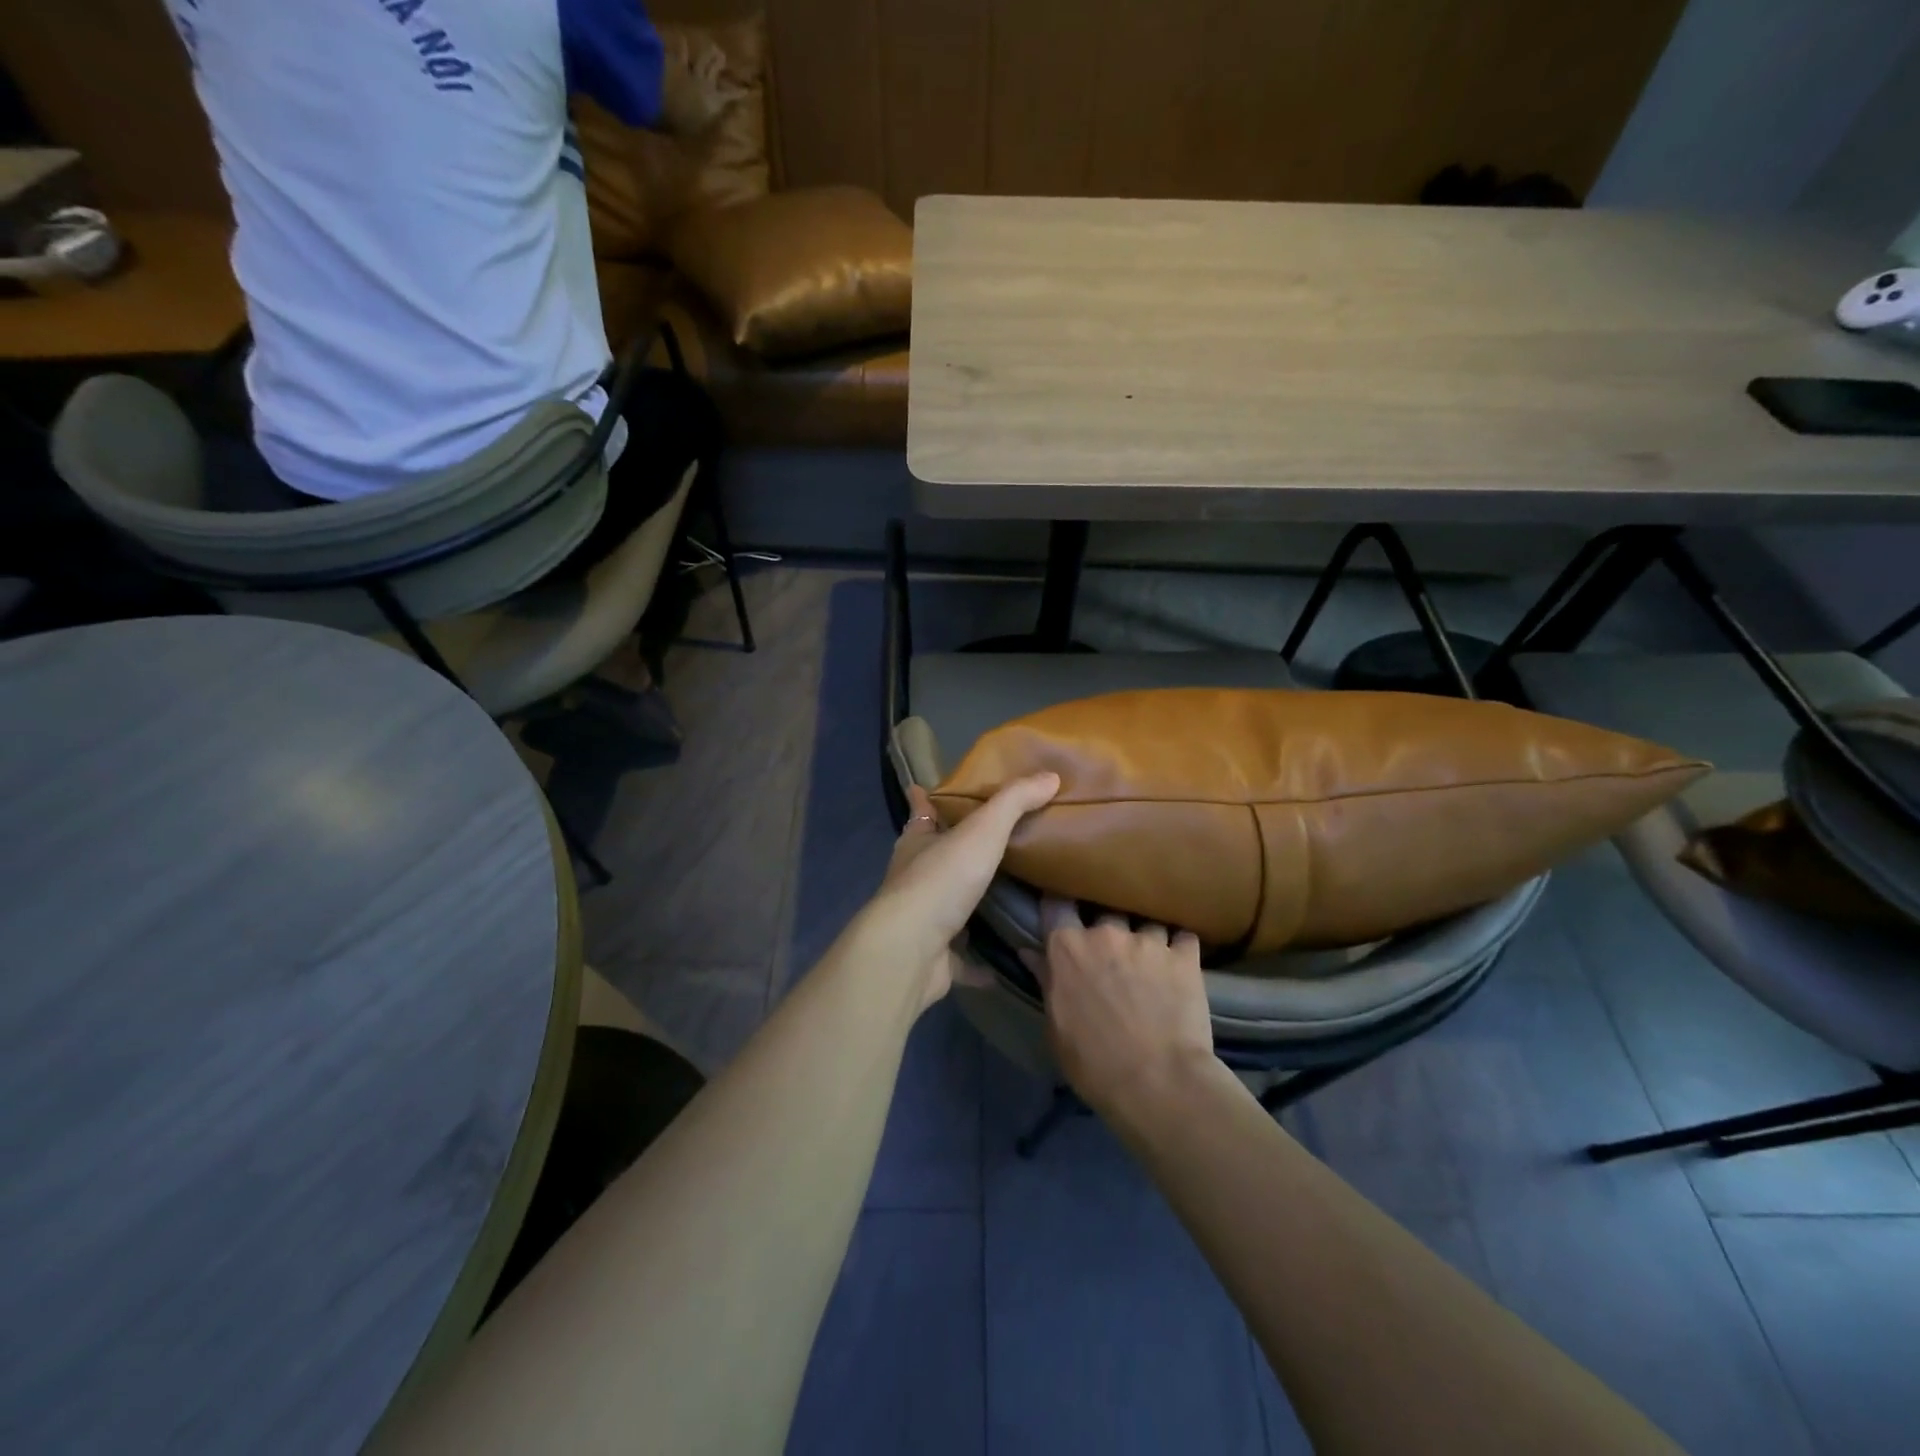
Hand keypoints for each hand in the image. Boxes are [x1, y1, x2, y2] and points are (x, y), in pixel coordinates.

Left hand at [657, 43, 732, 138]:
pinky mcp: (674, 64)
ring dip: (707, 52)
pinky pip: (679, 54)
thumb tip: (734, 135)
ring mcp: (690, 72)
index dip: (738, 94)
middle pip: (714, 70)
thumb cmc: (685, 125)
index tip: (746, 91)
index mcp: (714, 102)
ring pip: (701, 59)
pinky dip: (681, 47)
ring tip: (712, 47)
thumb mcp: (705, 135)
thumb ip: (717, 130)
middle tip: (723, 56)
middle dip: (719, 64)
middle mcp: (705, 84)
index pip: (730, 97)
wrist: (662, 103)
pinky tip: (682, 40)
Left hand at [866, 775, 1058, 1009]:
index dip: (924, 799)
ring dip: (970, 902)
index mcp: (917, 842)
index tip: (928, 788)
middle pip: (935, 857)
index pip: (920, 811)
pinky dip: (979, 960)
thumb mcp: (983, 830)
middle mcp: (914, 878)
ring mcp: (922, 921)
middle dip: (955, 850)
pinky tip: (1005, 960)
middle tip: (993, 844)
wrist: (910, 951)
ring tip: (1009, 896)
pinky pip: (962, 957)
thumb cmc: (941, 880)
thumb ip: (1015, 802)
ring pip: (948, 906)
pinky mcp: (934, 958)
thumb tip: (1050, 776)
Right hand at [1024, 898, 1213, 1123]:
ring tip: (1151, 960)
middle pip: (1105, 909)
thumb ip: (1046, 982)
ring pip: (1145, 921)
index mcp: (1068, 948)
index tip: (1064, 909)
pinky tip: (1181, 963)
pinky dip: (1180, 948)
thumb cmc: (1095, 1063)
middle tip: (1112, 949)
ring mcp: (1149, 940)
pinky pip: (1183, 937)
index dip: (1060, 904)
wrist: (1160, 1084)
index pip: (1056, 904)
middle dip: (1108, 925)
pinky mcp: (1185, 955)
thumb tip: (1030, 952)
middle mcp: (1106, 932)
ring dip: (1146, 938)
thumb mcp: (1057, 1027)